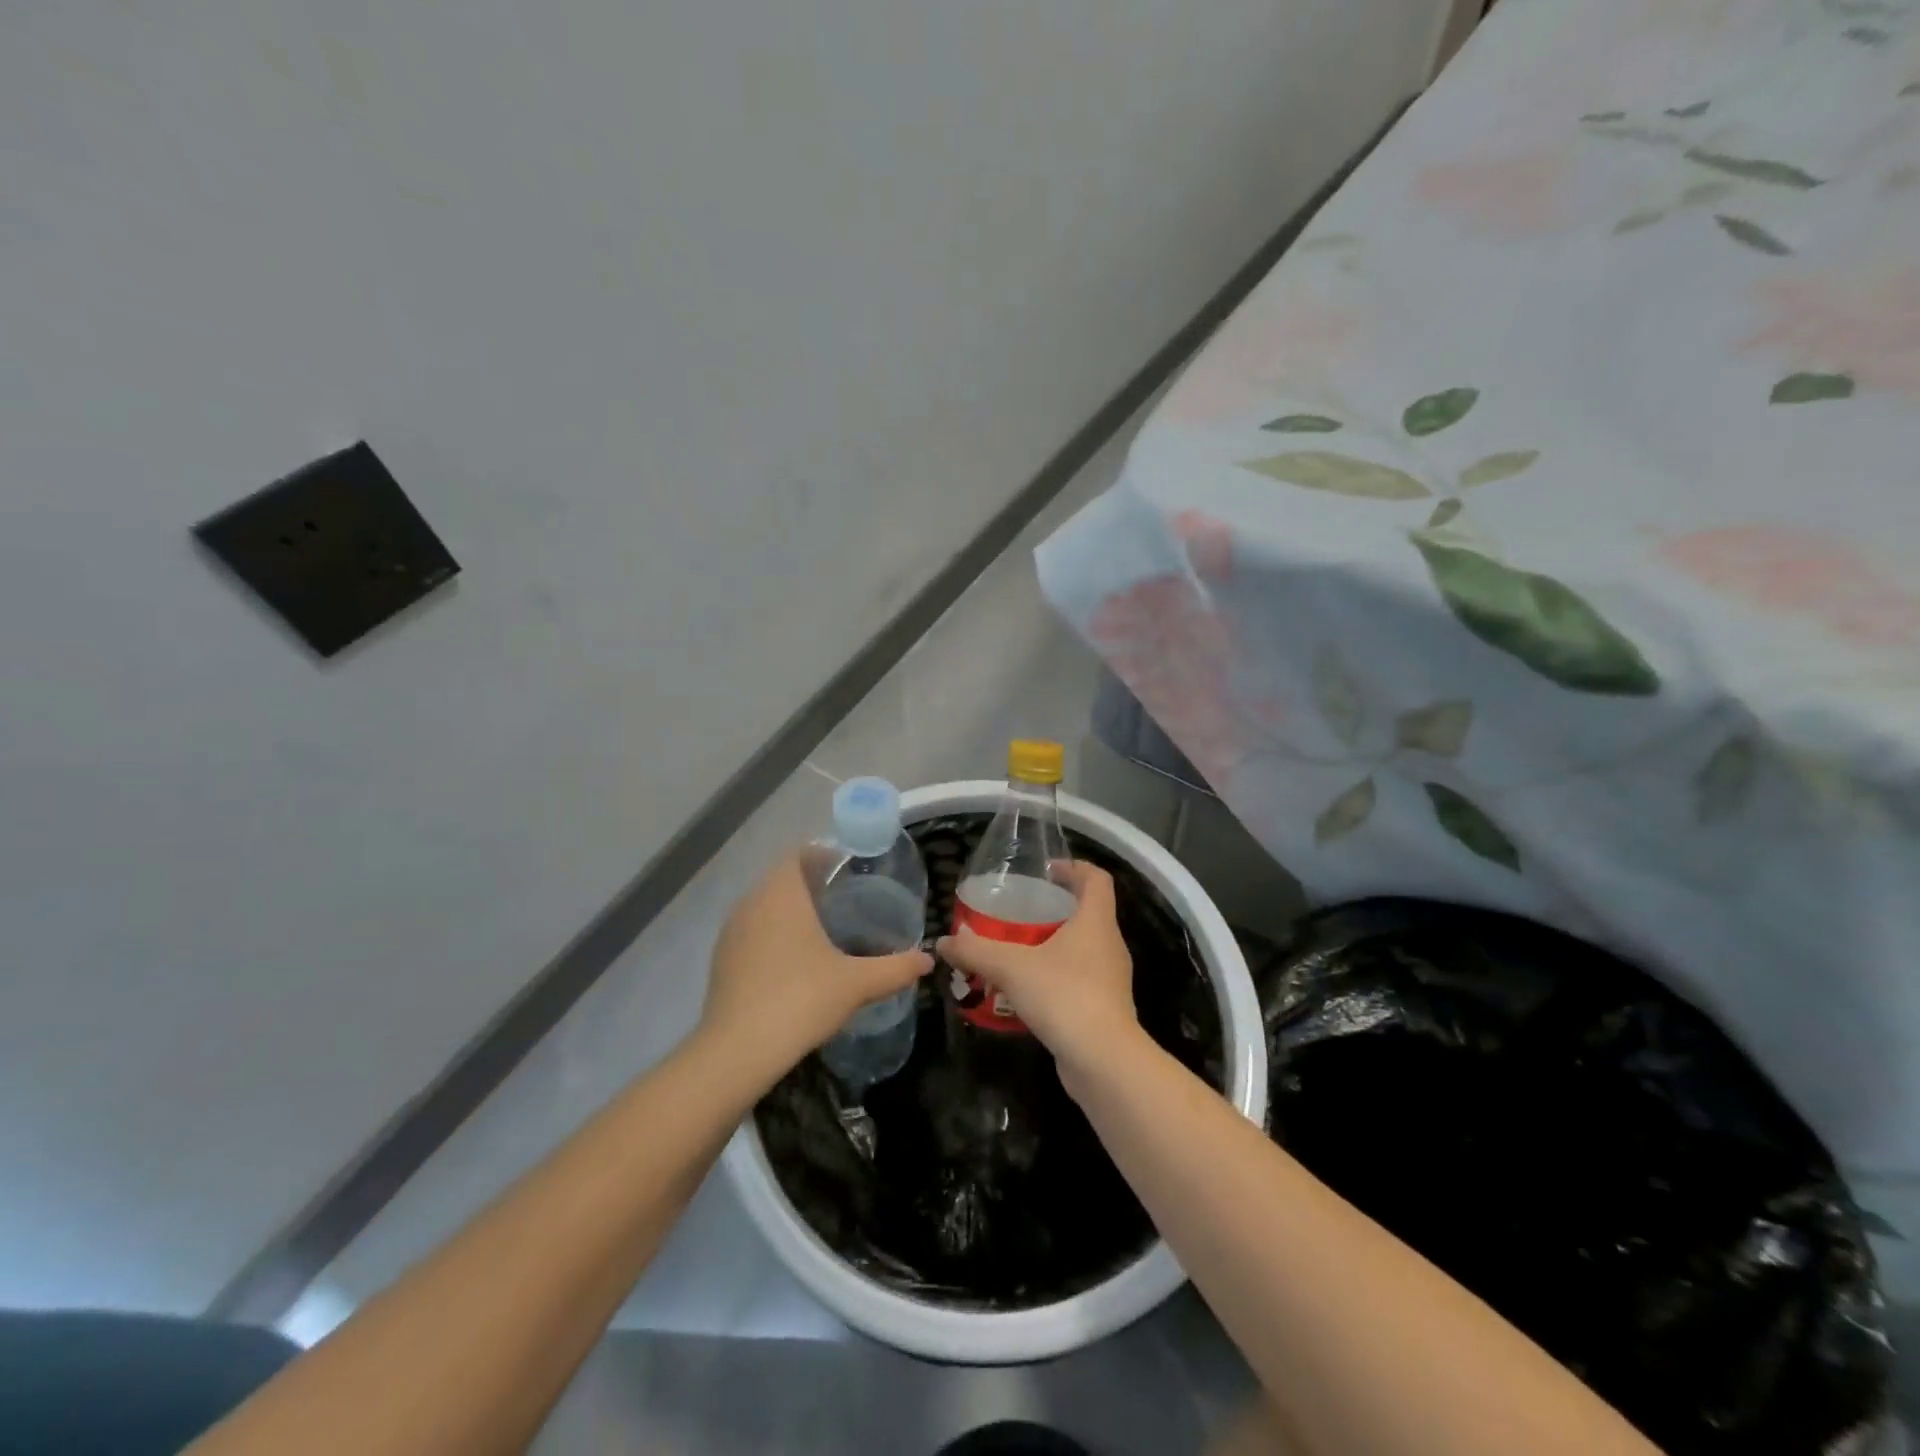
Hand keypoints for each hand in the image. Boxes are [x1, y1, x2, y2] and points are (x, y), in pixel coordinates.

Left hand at [701, 853, 930, 1085]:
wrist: (737, 1051)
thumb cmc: (801, 999)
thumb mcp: (857, 983)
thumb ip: (895, 968)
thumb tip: (928, 960)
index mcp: (782, 893)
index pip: (799, 854)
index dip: (825, 857)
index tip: (851, 872)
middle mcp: (751, 902)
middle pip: (783, 879)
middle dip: (812, 885)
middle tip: (846, 902)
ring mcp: (731, 932)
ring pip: (765, 906)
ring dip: (791, 911)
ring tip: (824, 931)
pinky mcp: (721, 960)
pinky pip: (752, 932)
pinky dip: (773, 935)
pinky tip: (795, 963)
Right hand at [935, 862, 1141, 1085]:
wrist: (1104, 1061)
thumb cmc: (1064, 995)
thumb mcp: (1012, 967)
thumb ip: (976, 951)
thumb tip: (944, 941)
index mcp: (1096, 921)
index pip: (1096, 879)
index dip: (1074, 868)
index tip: (1046, 871)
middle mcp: (1110, 945)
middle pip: (1088, 913)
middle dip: (1055, 909)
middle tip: (1019, 912)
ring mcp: (1110, 979)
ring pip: (1082, 950)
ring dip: (1053, 946)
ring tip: (1016, 952)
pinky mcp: (1105, 1009)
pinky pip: (1079, 981)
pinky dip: (1054, 978)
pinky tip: (1025, 992)